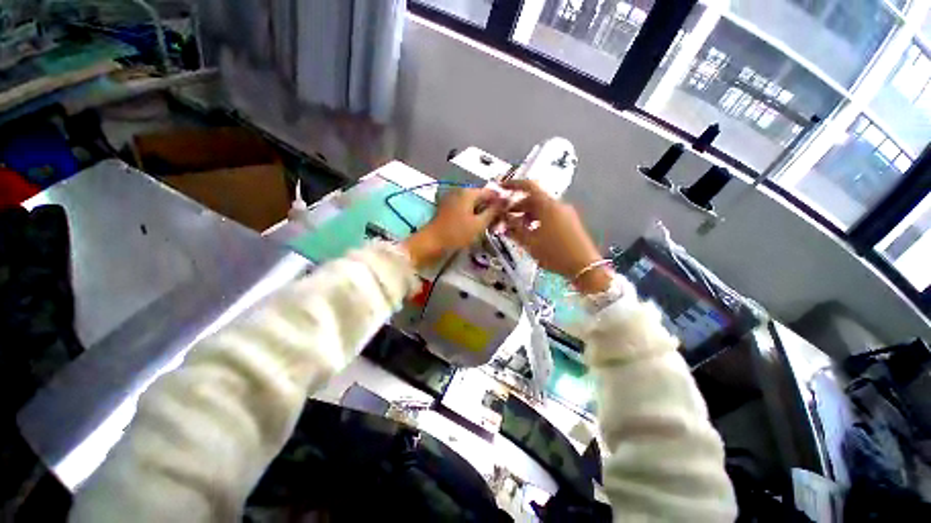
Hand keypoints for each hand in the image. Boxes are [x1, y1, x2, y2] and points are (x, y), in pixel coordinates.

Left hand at [402, 187, 503, 267]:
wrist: (432, 242)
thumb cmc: (457, 233)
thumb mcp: (479, 224)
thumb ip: (493, 211)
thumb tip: (505, 201)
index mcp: (468, 192)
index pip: (490, 191)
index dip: (500, 201)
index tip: (507, 212)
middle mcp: (460, 191)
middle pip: (481, 196)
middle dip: (490, 207)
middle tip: (499, 220)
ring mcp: (453, 198)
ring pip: (473, 203)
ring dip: (481, 211)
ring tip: (489, 224)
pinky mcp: (448, 207)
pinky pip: (465, 207)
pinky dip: (472, 214)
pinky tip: (476, 224)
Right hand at [500, 180, 611, 293]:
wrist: (584, 267)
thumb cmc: (554, 253)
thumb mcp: (530, 242)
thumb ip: (514, 229)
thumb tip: (503, 220)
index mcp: (547, 205)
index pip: (528, 186)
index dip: (513, 185)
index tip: (501, 188)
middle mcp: (558, 205)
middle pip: (534, 199)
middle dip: (517, 206)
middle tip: (505, 218)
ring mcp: (565, 214)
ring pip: (541, 208)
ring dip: (526, 215)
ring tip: (516, 229)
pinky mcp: (569, 222)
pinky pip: (549, 215)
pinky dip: (537, 220)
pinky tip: (531, 233)